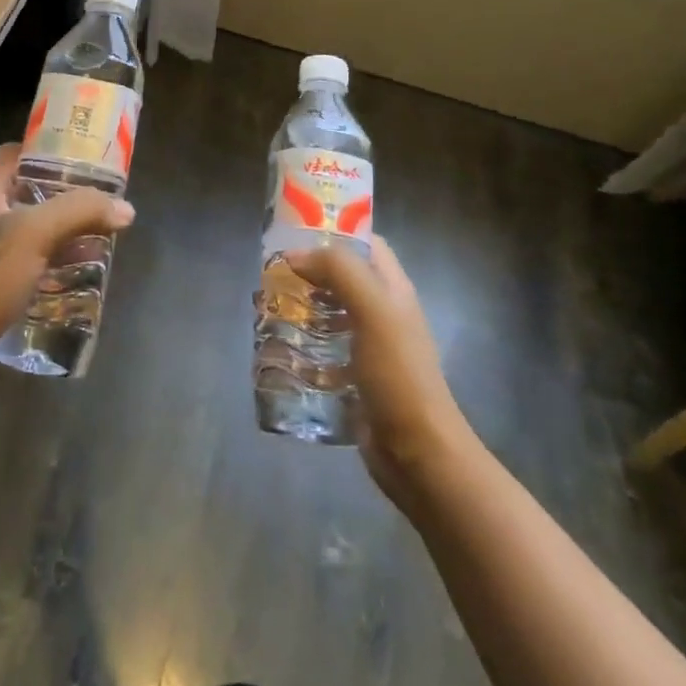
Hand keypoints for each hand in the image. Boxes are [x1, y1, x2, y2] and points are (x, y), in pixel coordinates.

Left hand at [0, 143, 133, 377]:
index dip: (47, 149)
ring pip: (28, 228)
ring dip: (60, 230)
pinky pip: (25, 260)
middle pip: (26, 190)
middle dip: (64, 194)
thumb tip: (125, 208)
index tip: (83, 158)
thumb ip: (81, 212)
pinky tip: (74, 273)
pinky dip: (49, 260)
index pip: (15, 152)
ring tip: (96, 236)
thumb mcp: (36, 234)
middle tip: (99, 200)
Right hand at [284, 236, 471, 507]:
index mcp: (392, 288)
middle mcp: (381, 311)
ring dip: (300, 308)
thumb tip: (295, 254)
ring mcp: (368, 346)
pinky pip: (323, 350)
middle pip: (341, 276)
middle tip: (271, 274)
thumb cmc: (398, 374)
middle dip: (307, 272)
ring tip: (267, 308)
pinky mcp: (354, 377)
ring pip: (328, 312)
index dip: (334, 231)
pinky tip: (278, 349)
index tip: (294, 232)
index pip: (365, 242)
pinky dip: (301, 345)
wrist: (418, 454)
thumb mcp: (372, 310)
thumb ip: (339, 271)